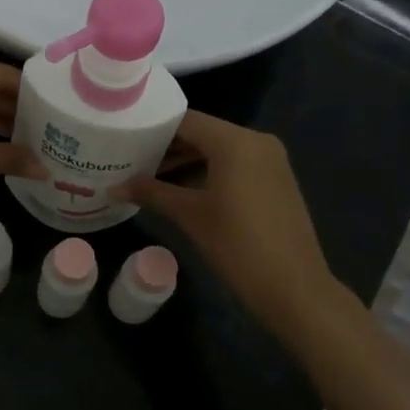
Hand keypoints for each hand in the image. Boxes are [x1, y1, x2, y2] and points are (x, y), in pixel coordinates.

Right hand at [118, 111, 338, 326]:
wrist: (294, 289)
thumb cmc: (238, 246)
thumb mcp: (190, 216)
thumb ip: (152, 193)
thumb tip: (114, 187)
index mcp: (235, 141)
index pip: (185, 120)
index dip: (153, 128)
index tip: (125, 137)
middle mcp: (256, 140)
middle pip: (202, 132)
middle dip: (168, 145)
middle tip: (130, 156)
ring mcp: (270, 160)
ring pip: (219, 149)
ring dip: (187, 160)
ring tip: (148, 174)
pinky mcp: (276, 180)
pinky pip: (235, 164)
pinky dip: (209, 170)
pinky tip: (181, 188)